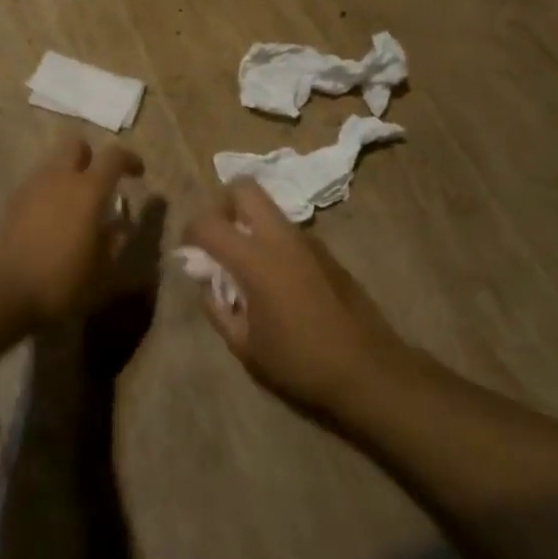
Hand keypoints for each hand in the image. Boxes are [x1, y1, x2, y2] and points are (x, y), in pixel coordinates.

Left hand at [0, 138, 145, 323]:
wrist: (1, 293)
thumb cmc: (61, 282)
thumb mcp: (102, 272)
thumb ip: (115, 243)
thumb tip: (121, 226)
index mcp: (88, 190)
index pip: (113, 156)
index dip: (129, 159)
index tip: (138, 174)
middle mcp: (59, 178)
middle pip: (76, 146)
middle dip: (91, 157)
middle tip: (100, 182)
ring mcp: (31, 188)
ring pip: (54, 165)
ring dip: (68, 175)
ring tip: (76, 206)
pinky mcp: (11, 203)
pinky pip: (37, 185)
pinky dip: (49, 193)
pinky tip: (52, 221)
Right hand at [185, 180, 406, 415]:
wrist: (368, 369)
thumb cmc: (299, 362)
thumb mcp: (245, 346)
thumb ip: (218, 309)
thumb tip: (209, 285)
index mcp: (255, 260)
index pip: (208, 222)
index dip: (190, 231)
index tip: (189, 251)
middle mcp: (281, 238)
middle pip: (244, 188)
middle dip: (223, 205)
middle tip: (220, 240)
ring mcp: (308, 241)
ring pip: (269, 209)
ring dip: (250, 223)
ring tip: (247, 265)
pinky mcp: (327, 252)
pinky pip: (289, 231)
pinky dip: (273, 241)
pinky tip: (277, 280)